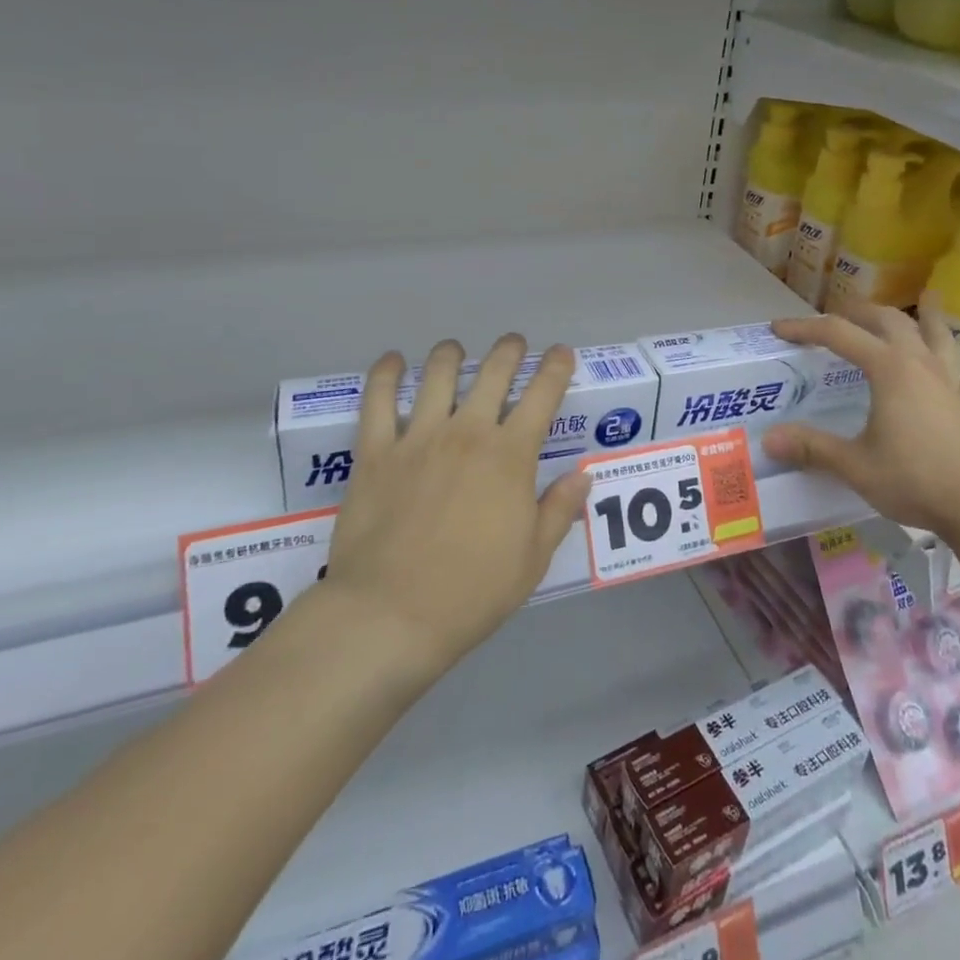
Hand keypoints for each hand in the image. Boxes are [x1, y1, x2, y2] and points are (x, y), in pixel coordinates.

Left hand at [323, 335, 589, 672]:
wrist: (390, 615)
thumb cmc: (471, 593)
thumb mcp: (532, 559)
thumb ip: (559, 509)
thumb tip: (582, 475)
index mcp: (510, 456)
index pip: (542, 395)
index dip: (556, 368)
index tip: (561, 353)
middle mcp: (467, 433)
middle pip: (494, 372)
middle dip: (509, 351)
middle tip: (514, 344)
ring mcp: (419, 438)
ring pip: (439, 374)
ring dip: (451, 354)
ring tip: (456, 350)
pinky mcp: (376, 452)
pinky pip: (379, 400)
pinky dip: (387, 374)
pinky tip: (394, 361)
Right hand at [763, 298, 959, 535]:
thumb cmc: (916, 480)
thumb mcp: (856, 466)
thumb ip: (813, 448)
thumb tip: (768, 440)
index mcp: (888, 369)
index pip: (838, 334)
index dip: (805, 327)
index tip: (778, 328)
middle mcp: (919, 363)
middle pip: (889, 321)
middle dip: (861, 312)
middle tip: (839, 313)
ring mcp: (950, 381)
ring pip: (938, 335)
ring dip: (927, 315)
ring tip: (926, 297)